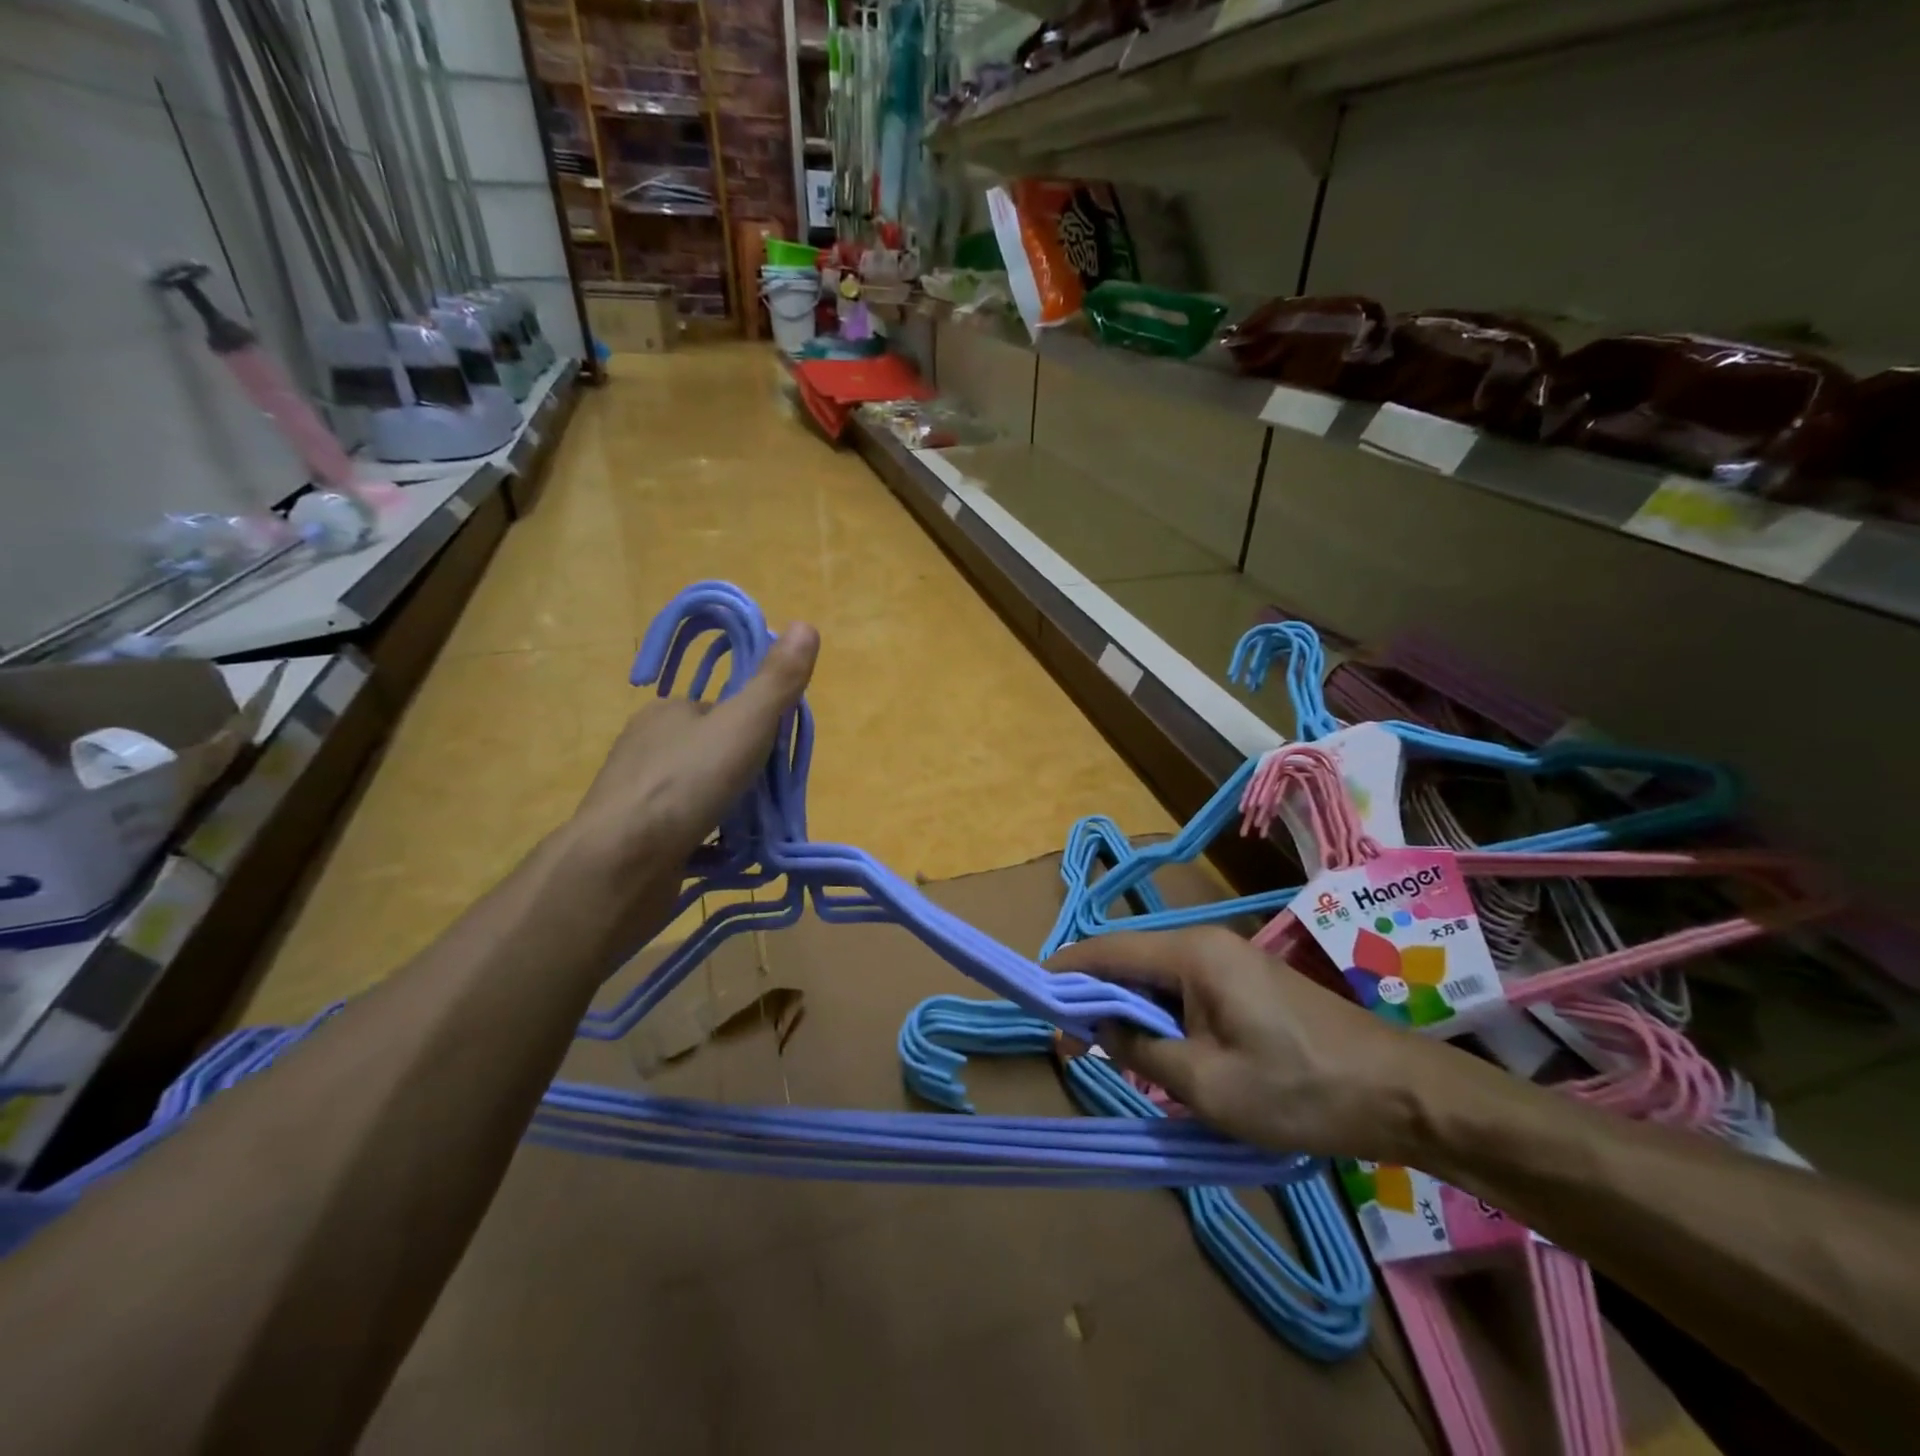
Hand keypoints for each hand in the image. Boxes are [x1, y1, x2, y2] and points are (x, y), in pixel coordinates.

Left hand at [563, 624, 818, 945]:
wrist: (620, 863)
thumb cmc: (686, 784)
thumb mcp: (744, 725)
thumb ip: (776, 682)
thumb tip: (806, 624)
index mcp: (668, 711)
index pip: (721, 709)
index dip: (753, 728)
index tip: (772, 755)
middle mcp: (645, 745)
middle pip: (710, 750)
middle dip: (740, 772)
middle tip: (767, 798)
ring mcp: (634, 794)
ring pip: (694, 791)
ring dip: (724, 807)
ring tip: (750, 830)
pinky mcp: (632, 837)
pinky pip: (681, 828)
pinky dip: (705, 837)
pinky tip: (723, 855)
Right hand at [1047, 926, 1459, 1161]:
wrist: (1400, 1093)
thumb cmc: (1298, 1088)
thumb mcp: (1206, 1083)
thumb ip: (1140, 1049)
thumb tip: (1099, 1025)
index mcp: (1192, 953)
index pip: (1108, 950)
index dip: (1066, 972)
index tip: (1034, 999)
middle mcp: (1205, 942)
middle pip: (1130, 961)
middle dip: (1096, 999)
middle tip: (1071, 1046)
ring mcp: (1230, 960)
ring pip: (1158, 978)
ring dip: (1130, 1011)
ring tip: (1110, 1054)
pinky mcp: (1247, 982)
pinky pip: (1186, 990)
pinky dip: (1162, 1016)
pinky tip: (1160, 1051)